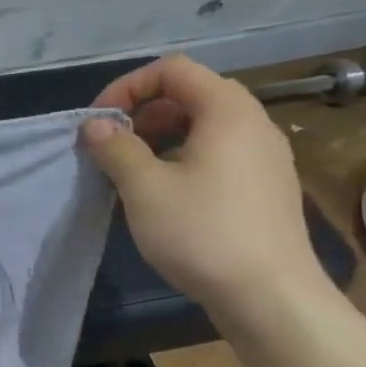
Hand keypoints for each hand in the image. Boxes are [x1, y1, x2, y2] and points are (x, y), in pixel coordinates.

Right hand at [82, 56, 327, 321]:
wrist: (270, 296)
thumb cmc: (202, 233)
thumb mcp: (144, 188)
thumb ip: (115, 148)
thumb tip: (95, 124)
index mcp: (227, 110)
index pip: (173, 69)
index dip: (128, 86)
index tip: (99, 122)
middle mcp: (253, 123)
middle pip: (191, 94)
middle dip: (143, 112)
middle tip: (112, 145)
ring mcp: (266, 156)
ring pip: (205, 126)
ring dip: (161, 136)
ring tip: (132, 170)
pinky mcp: (267, 186)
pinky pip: (220, 153)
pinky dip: (185, 157)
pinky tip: (166, 194)